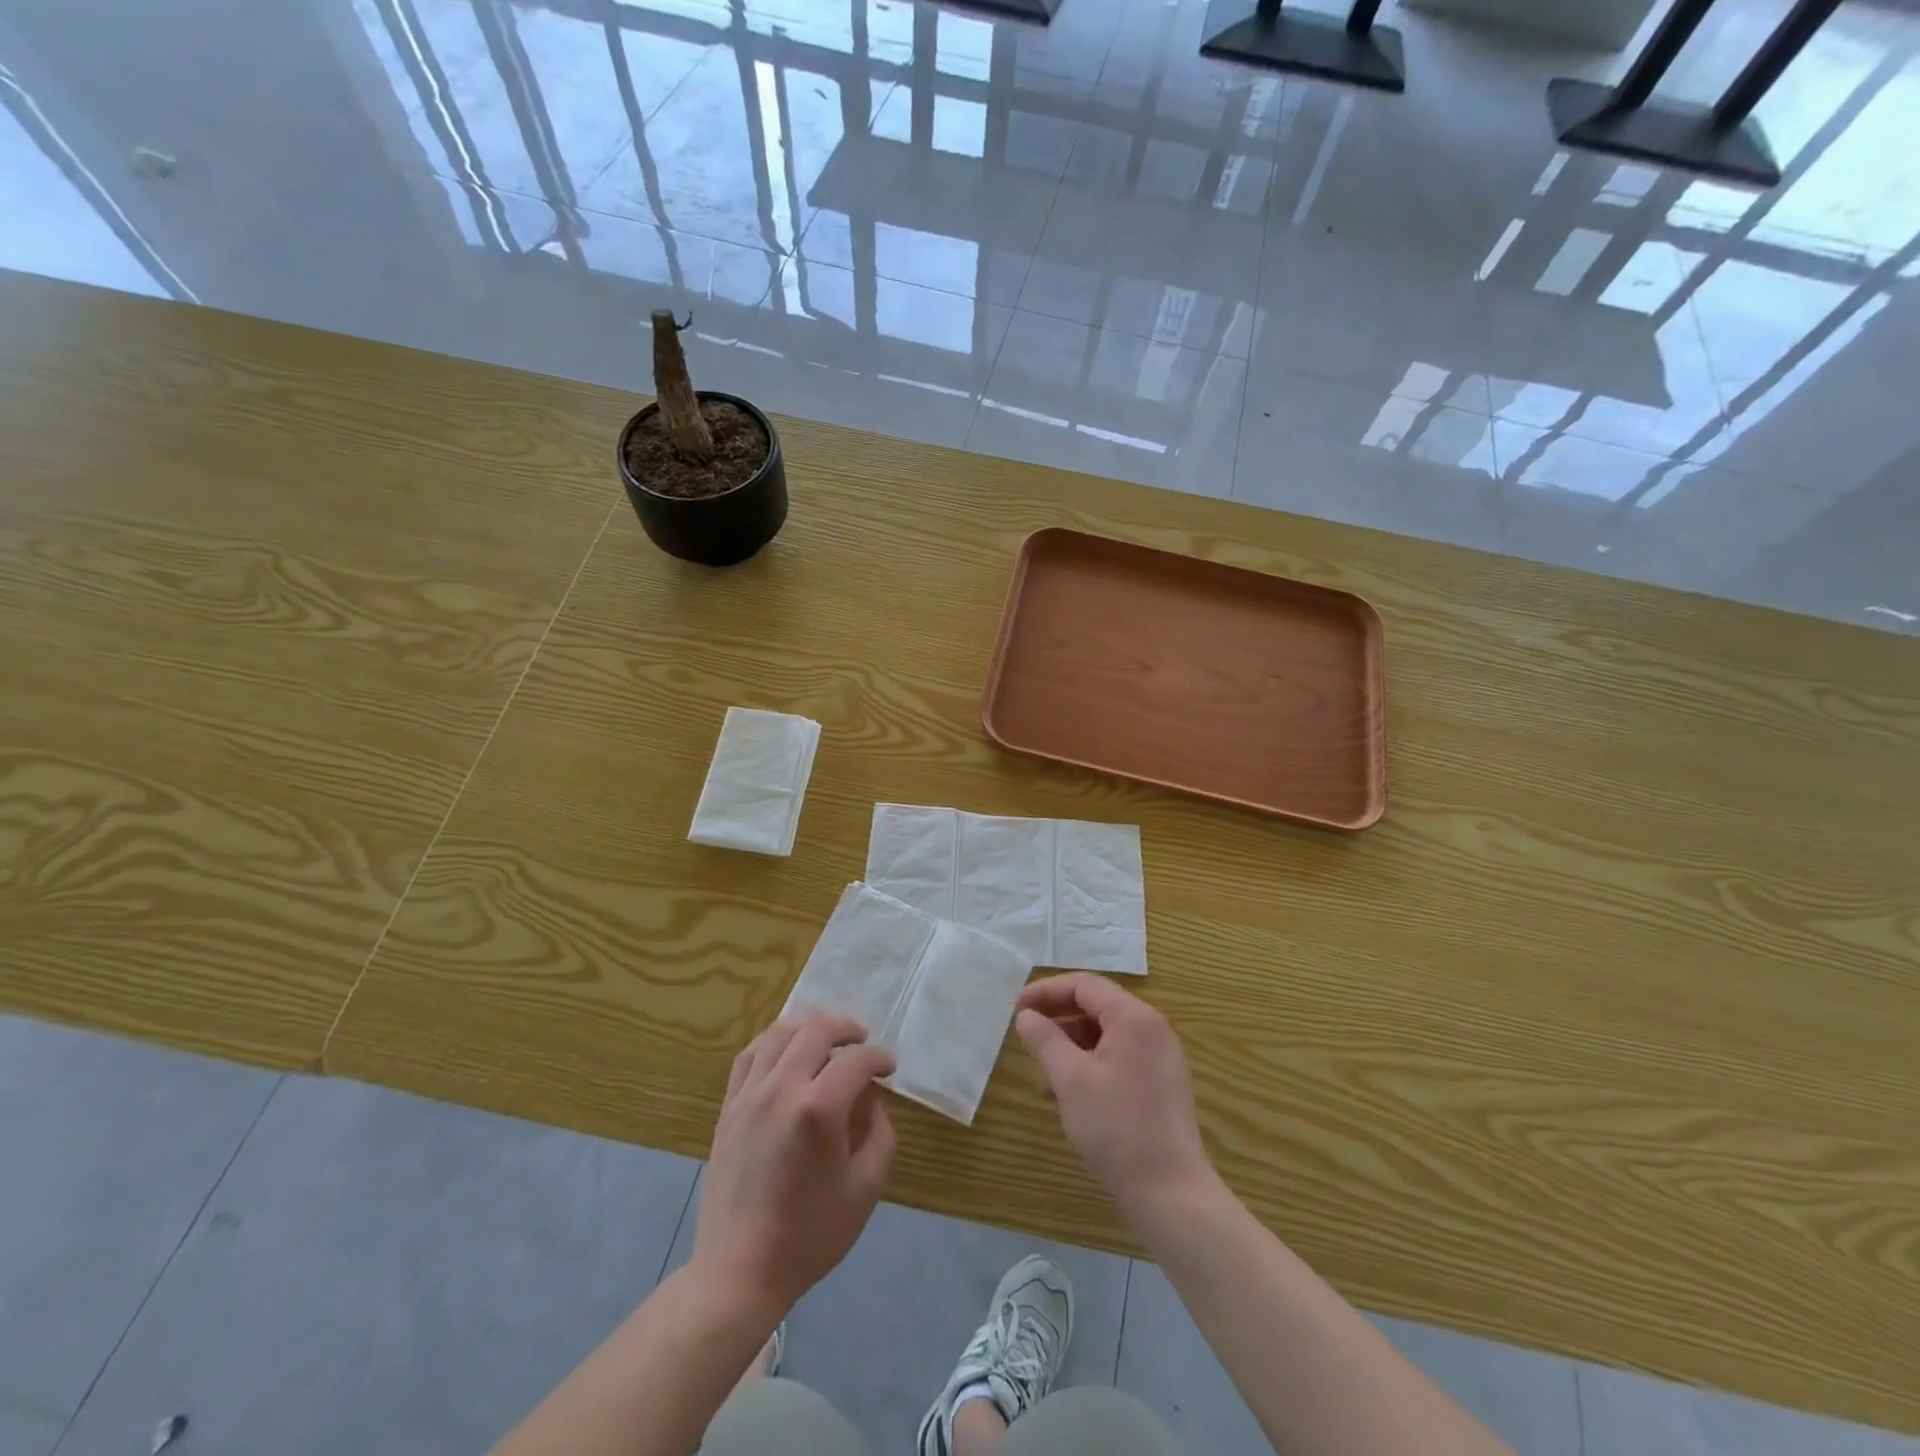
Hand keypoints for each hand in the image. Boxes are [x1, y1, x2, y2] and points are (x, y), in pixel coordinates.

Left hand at [692, 1012, 897, 1317]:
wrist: (739, 1271)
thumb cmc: (809, 1235)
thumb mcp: (865, 1190)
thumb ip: (881, 1136)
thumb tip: (874, 1102)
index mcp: (818, 1109)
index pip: (856, 1060)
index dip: (879, 1058)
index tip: (889, 1070)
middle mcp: (781, 1088)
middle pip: (816, 1030)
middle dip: (846, 1028)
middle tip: (862, 1041)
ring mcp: (749, 1095)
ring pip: (780, 1032)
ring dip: (809, 1026)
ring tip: (827, 1036)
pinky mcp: (729, 1107)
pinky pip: (750, 1054)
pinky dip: (773, 1040)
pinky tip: (786, 1050)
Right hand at [1016, 974, 1214, 1216]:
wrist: (1170, 1194)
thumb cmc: (1117, 1129)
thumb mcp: (1070, 1080)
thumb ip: (1045, 1040)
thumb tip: (1025, 1016)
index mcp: (1134, 1018)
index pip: (1084, 985)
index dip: (1046, 992)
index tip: (1015, 1009)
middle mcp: (1152, 1029)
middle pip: (1097, 1006)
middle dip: (1058, 1018)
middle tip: (1024, 1035)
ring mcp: (1160, 1058)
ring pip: (1106, 1035)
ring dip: (1071, 1044)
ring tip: (1042, 1072)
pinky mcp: (1161, 1085)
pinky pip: (1119, 1058)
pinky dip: (1090, 1064)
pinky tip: (1068, 1094)